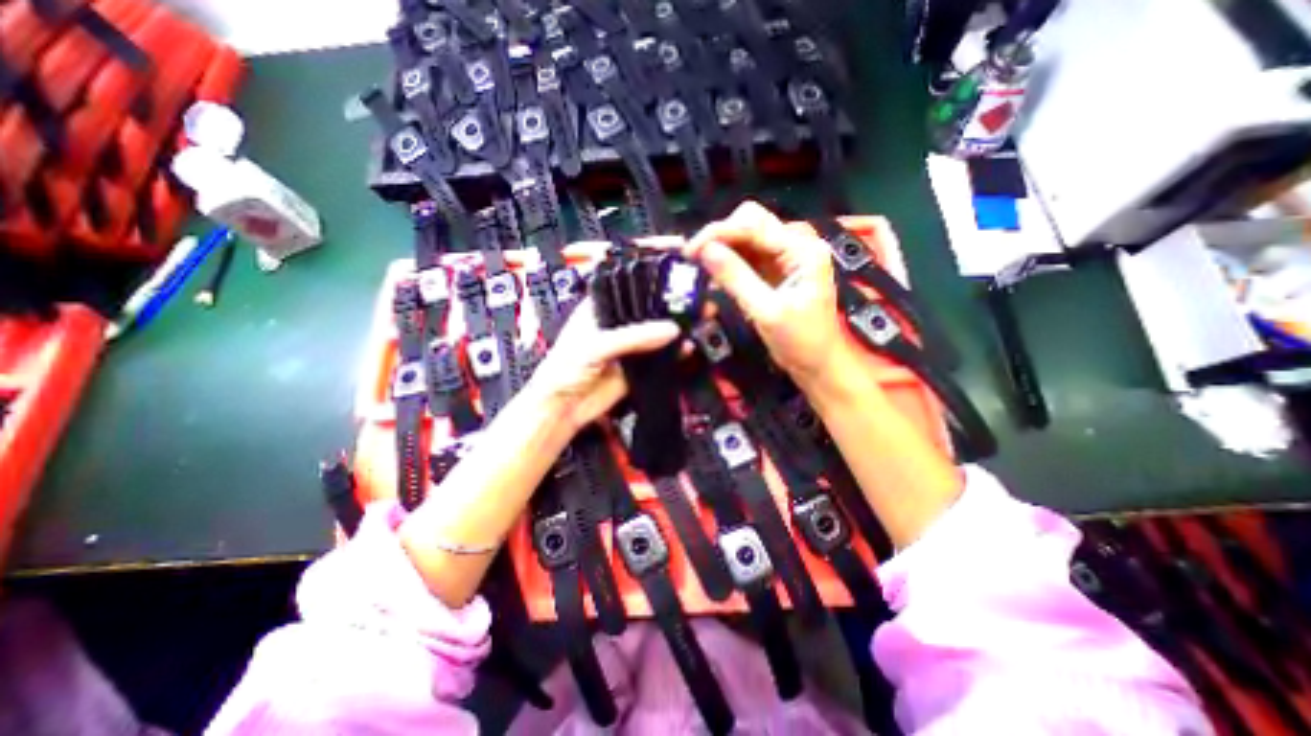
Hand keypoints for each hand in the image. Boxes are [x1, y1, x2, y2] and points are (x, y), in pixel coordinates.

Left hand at [526, 297, 681, 434]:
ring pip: (654, 337)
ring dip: (671, 333)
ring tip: (692, 324)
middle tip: (688, 305)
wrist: (562, 409)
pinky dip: (672, 356)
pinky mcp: (635, 369)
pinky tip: (684, 350)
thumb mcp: (596, 345)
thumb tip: (668, 329)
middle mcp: (614, 326)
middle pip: (645, 314)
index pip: (626, 290)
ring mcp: (626, 348)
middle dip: (665, 311)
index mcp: (598, 310)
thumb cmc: (563, 370)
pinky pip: (658, 360)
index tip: (671, 285)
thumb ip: (633, 337)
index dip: (647, 287)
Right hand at [682, 201, 856, 384]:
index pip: (754, 225)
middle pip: (750, 223)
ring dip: (721, 248)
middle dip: (719, 236)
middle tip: (693, 257)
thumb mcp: (766, 311)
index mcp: (802, 250)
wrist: (818, 365)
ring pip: (745, 238)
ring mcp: (784, 257)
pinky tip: (712, 274)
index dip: (719, 232)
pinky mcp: (774, 271)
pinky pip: (746, 256)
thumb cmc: (801, 342)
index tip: (690, 250)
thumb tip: (705, 251)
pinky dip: (728, 262)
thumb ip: (736, 278)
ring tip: (698, 265)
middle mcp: (794, 245)